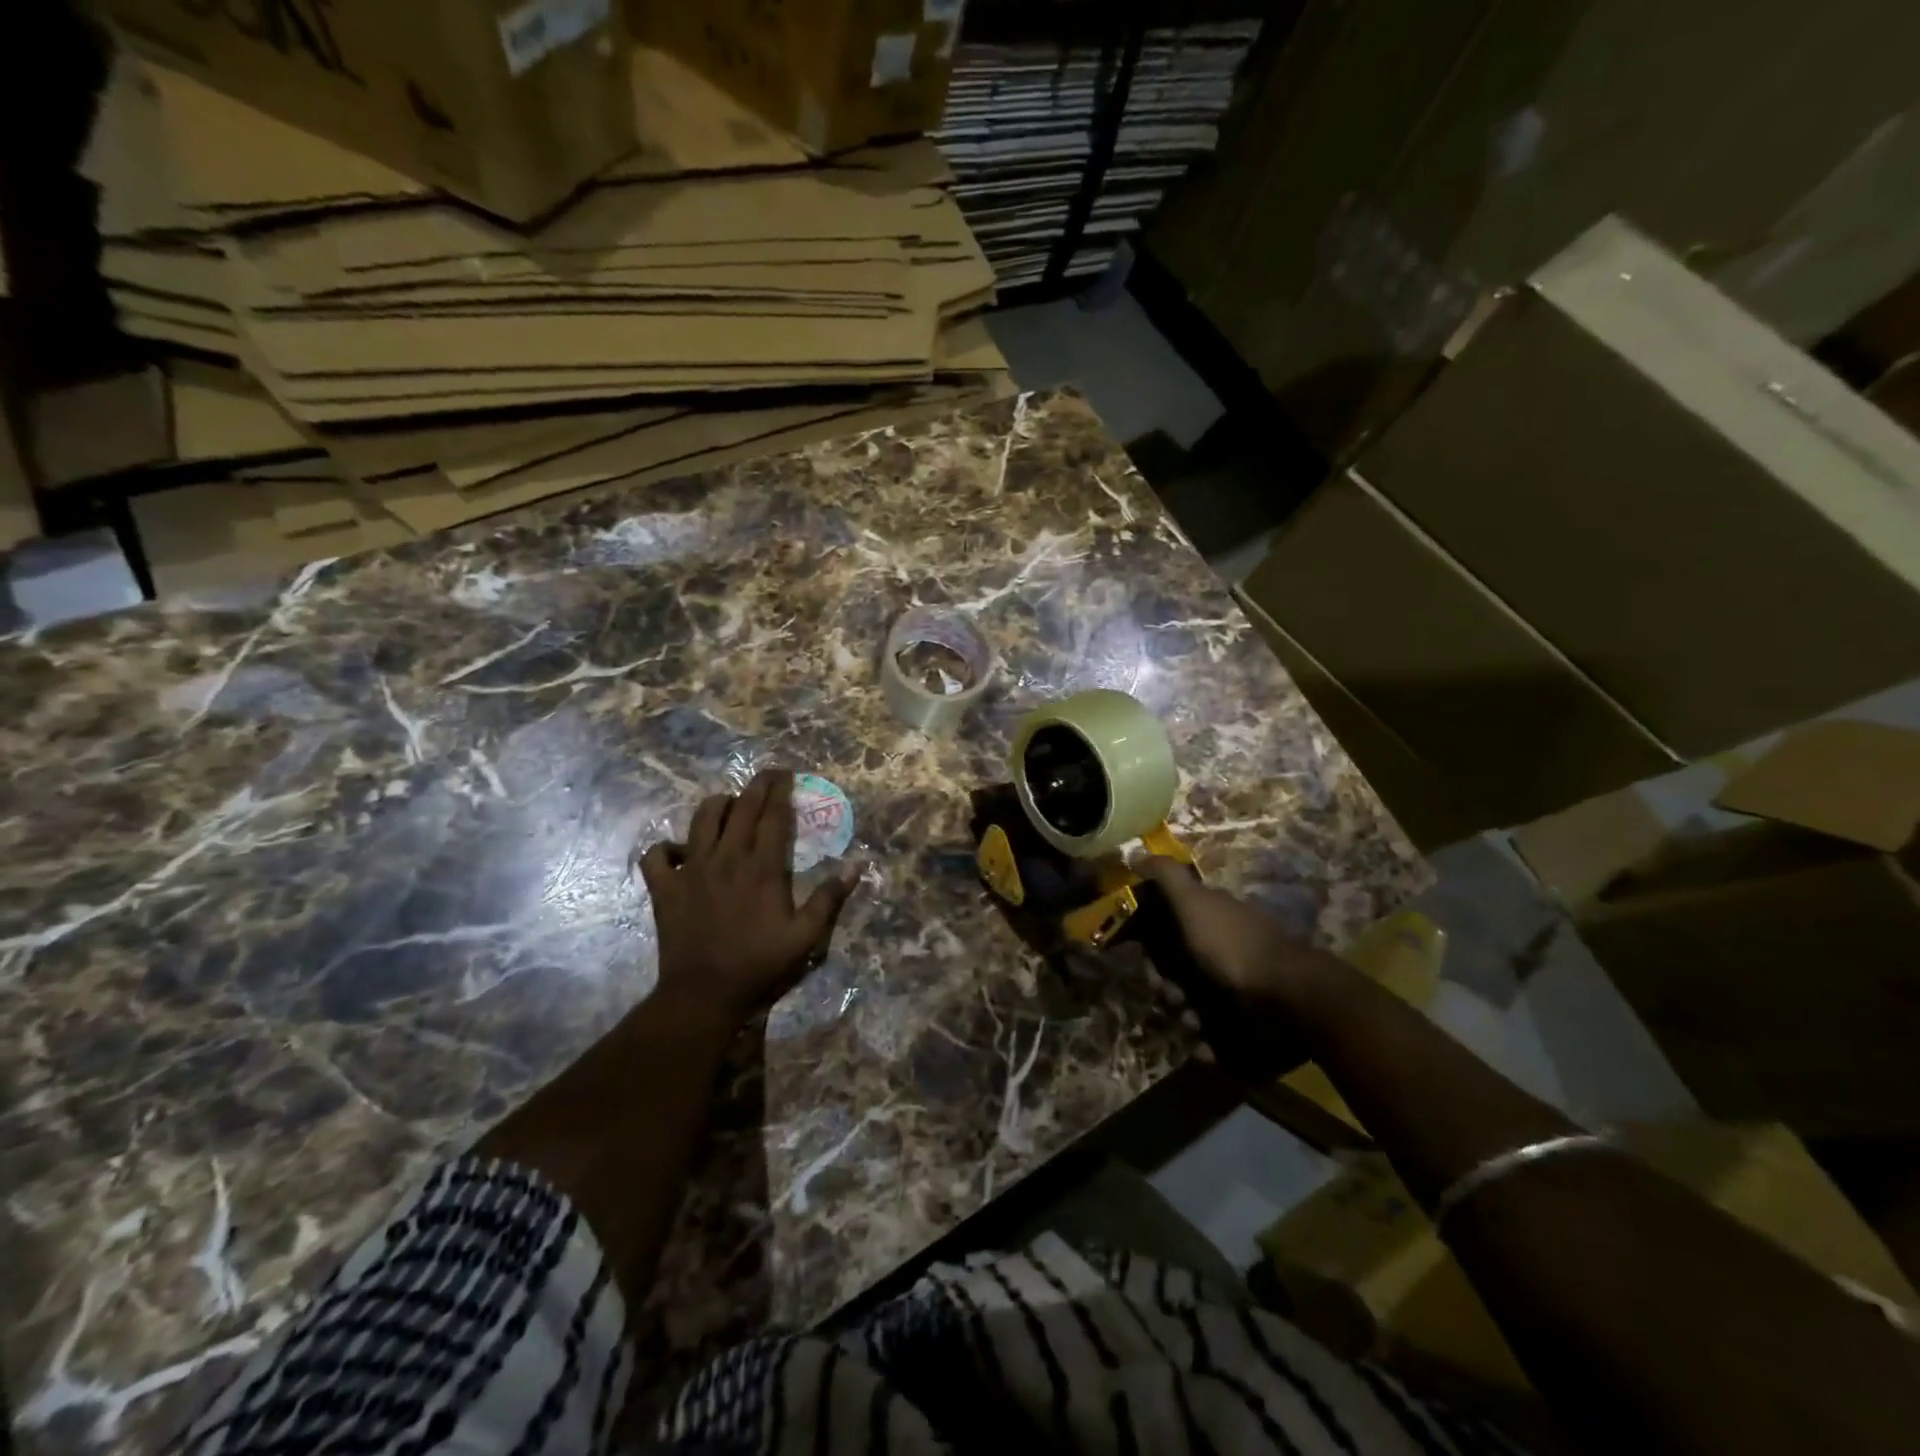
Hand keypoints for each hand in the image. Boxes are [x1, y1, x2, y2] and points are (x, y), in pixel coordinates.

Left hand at [636, 770, 859, 1030]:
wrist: (704, 994)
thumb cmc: (759, 964)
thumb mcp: (805, 936)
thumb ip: (830, 898)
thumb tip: (857, 864)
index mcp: (762, 868)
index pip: (773, 816)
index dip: (781, 791)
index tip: (788, 775)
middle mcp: (726, 858)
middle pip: (741, 808)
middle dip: (756, 786)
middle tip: (768, 775)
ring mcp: (691, 870)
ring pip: (700, 819)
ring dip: (717, 806)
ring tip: (729, 806)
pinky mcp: (664, 888)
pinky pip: (657, 855)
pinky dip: (666, 848)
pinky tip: (680, 853)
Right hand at [1136, 857, 1353, 1078]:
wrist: (1290, 1000)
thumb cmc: (1234, 947)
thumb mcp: (1195, 902)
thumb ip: (1167, 878)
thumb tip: (1139, 854)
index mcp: (1210, 921)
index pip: (1167, 930)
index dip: (1150, 946)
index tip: (1146, 960)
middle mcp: (1221, 952)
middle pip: (1175, 971)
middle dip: (1165, 986)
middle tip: (1171, 997)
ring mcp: (1235, 990)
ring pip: (1190, 1004)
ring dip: (1183, 1016)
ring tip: (1194, 1024)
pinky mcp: (1245, 1026)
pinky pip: (1213, 1037)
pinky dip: (1206, 1044)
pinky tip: (1206, 1045)